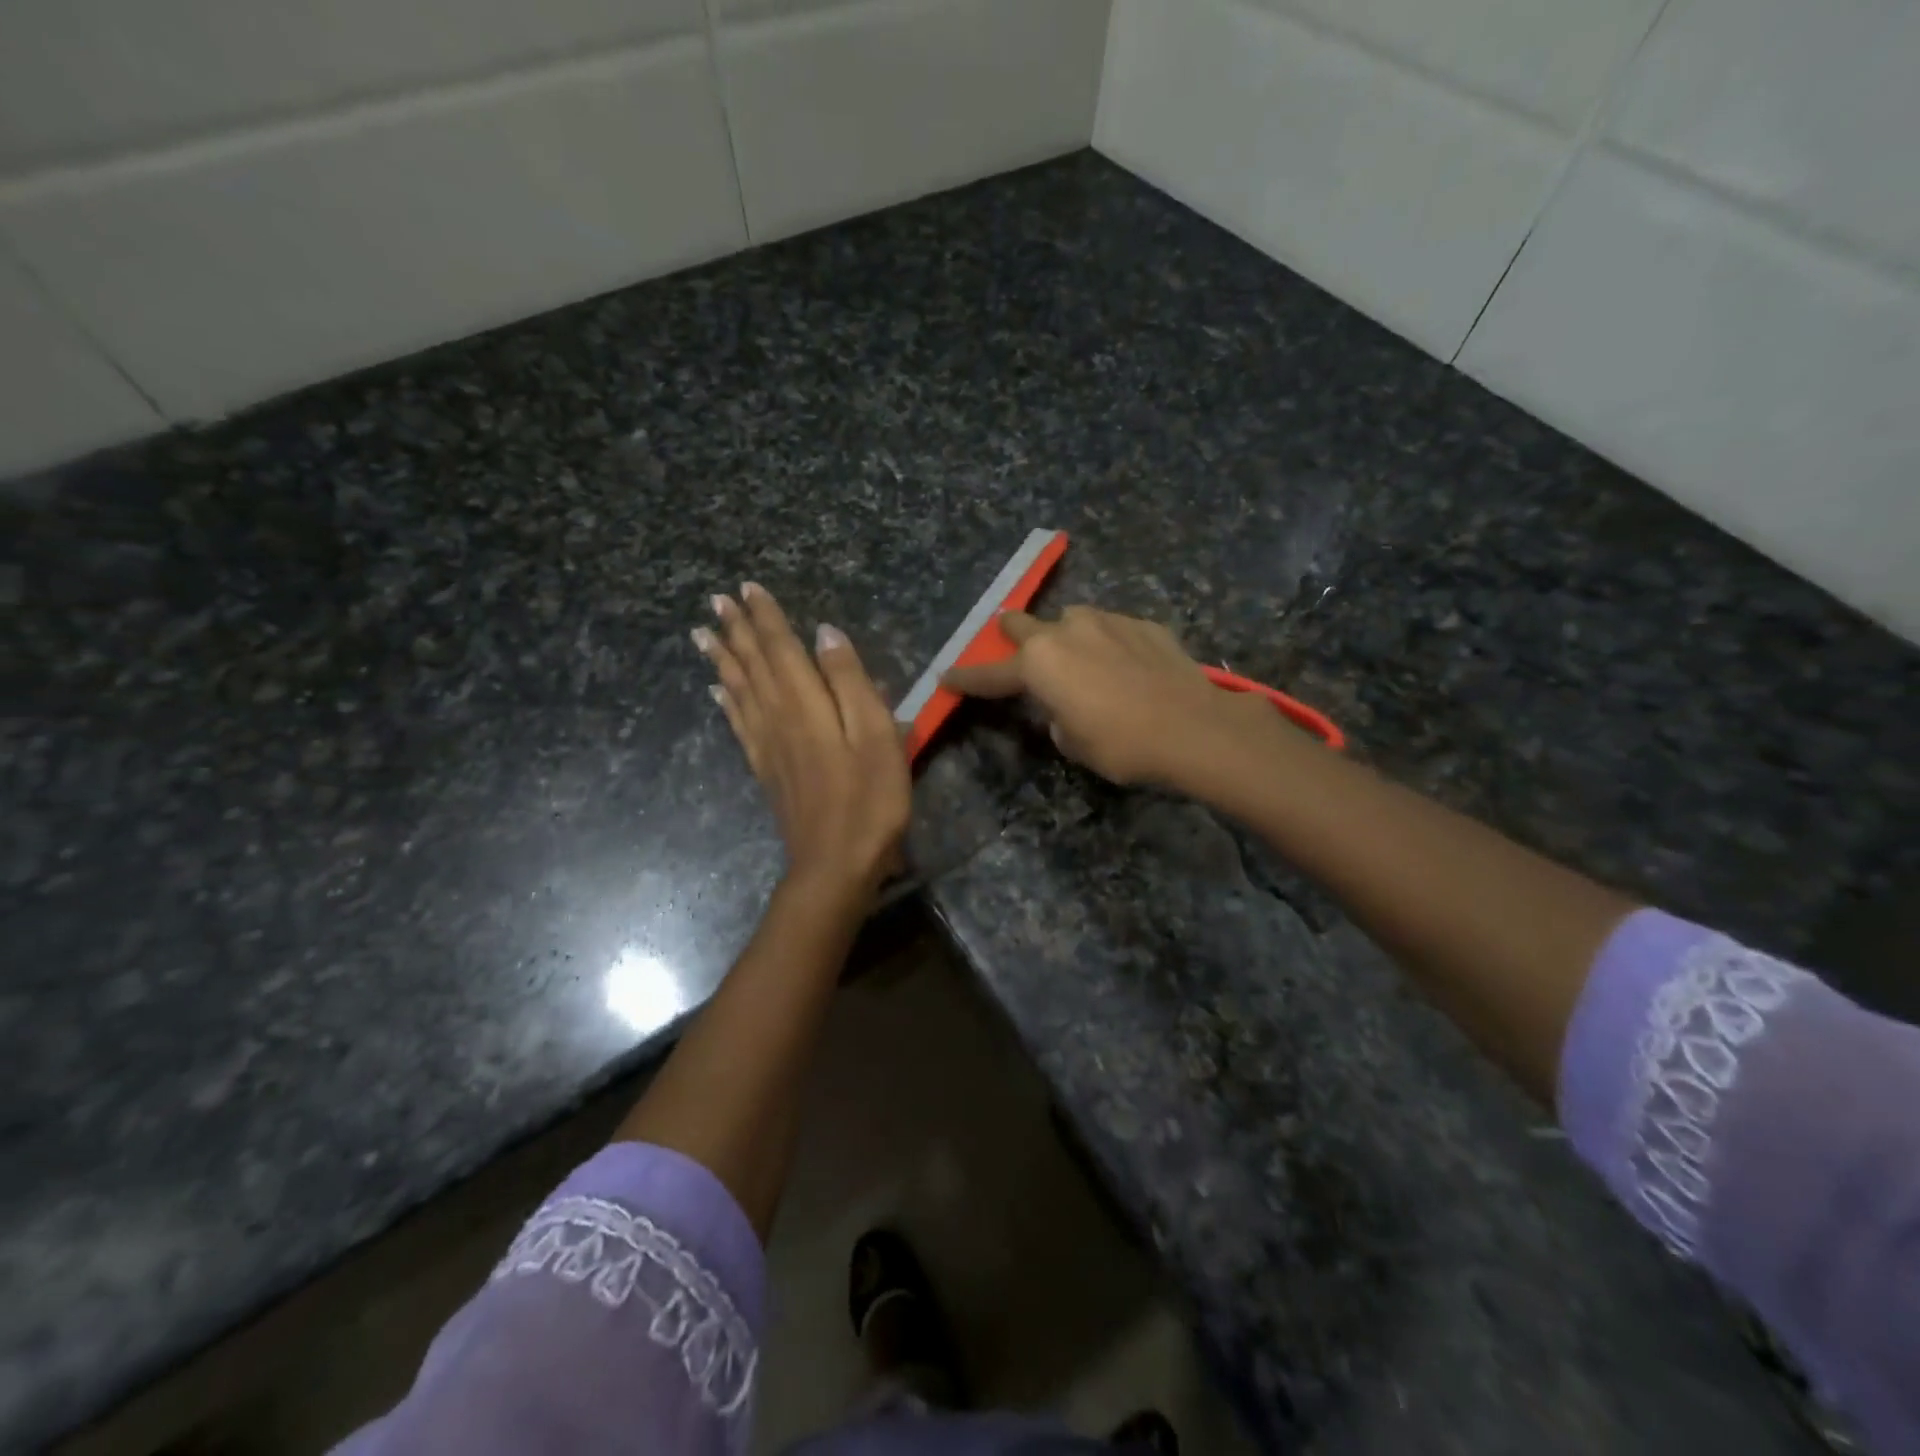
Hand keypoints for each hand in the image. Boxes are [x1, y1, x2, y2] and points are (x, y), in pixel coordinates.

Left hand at [695, 583, 910, 903]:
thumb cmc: (870, 798)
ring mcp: (767, 745)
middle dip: (736, 630)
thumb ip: (850, 681)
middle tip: (716, 600)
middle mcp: (778, 716)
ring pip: (738, 690)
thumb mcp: (877, 735)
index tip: (748, 587)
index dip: (766, 617)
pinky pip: (738, 724)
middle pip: (753, 664)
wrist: (836, 863)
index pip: (781, 648)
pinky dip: (726, 701)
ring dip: (722, 658)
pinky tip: (716, 690)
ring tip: (702, 633)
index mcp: (807, 703)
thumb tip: (826, 633)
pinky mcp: (765, 769)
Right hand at [943, 606, 1260, 787]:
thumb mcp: (1074, 743)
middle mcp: (1066, 631)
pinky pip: (1112, 629)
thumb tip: (1066, 705)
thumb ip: (1057, 716)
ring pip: (1072, 620)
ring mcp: (1107, 620)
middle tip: (1016, 652)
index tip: (946, 675)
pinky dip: (1108, 644)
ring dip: (1067, 638)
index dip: (966, 678)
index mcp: (1038, 664)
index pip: (990, 673)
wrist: (1193, 727)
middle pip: (1021, 623)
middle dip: (1012, 636)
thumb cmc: (1121, 744)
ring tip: (1083, 662)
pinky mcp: (1143, 623)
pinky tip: (1125, 665)